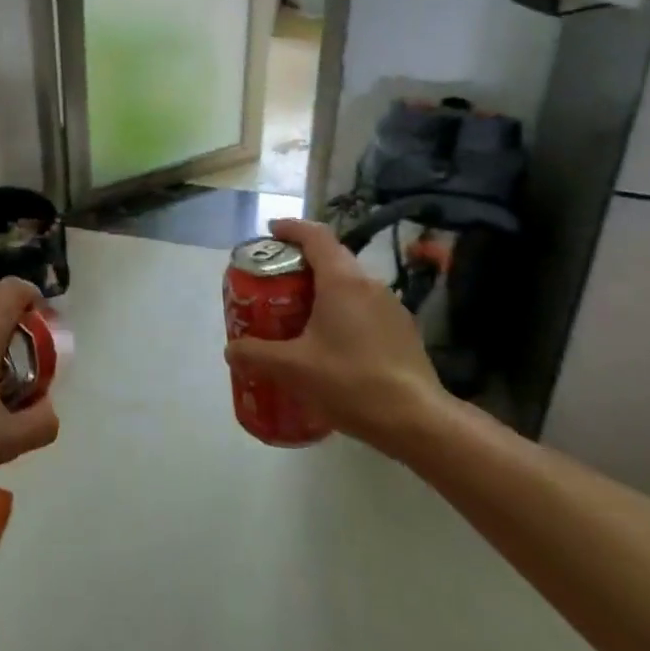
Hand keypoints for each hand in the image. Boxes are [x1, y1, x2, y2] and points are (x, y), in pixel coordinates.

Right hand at [224, 218, 449, 454]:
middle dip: (301, 263)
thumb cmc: (352, 382)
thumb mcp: (293, 370)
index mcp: (342, 281)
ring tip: (298, 314)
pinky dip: (342, 312)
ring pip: (349, 285)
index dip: (291, 228)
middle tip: (274, 281)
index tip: (270, 231)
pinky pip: (364, 308)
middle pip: (331, 258)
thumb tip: (231, 349)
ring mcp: (391, 307)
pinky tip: (331, 344)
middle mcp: (369, 284)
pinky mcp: (403, 331)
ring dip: (323, 290)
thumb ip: (257, 355)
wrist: (419, 422)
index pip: (315, 236)